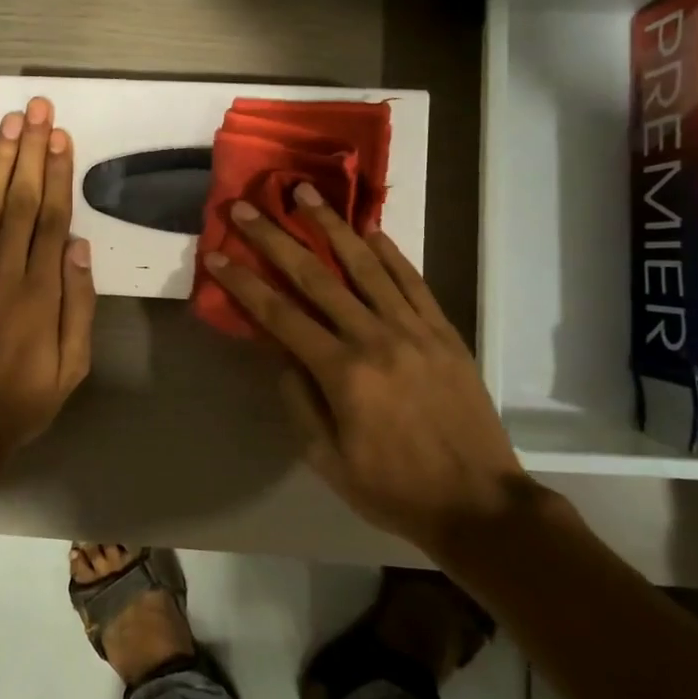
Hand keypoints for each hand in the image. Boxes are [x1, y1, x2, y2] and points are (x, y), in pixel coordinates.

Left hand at [0, 97, 96, 466]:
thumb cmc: (23, 400)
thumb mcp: (71, 366)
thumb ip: (77, 304)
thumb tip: (80, 247)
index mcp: (37, 293)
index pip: (50, 220)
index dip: (56, 175)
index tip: (60, 137)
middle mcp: (2, 272)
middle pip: (18, 200)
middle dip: (29, 152)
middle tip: (36, 110)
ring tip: (10, 123)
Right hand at [204, 187, 533, 549]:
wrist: (480, 503)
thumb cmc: (394, 489)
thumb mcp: (328, 461)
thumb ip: (299, 403)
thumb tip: (281, 357)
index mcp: (342, 373)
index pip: (280, 315)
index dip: (244, 283)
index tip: (217, 255)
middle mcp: (375, 338)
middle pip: (316, 277)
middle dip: (275, 239)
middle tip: (248, 208)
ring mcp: (414, 329)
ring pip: (366, 265)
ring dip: (332, 227)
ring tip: (306, 194)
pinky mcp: (443, 330)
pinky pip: (412, 280)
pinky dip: (389, 252)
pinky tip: (370, 230)